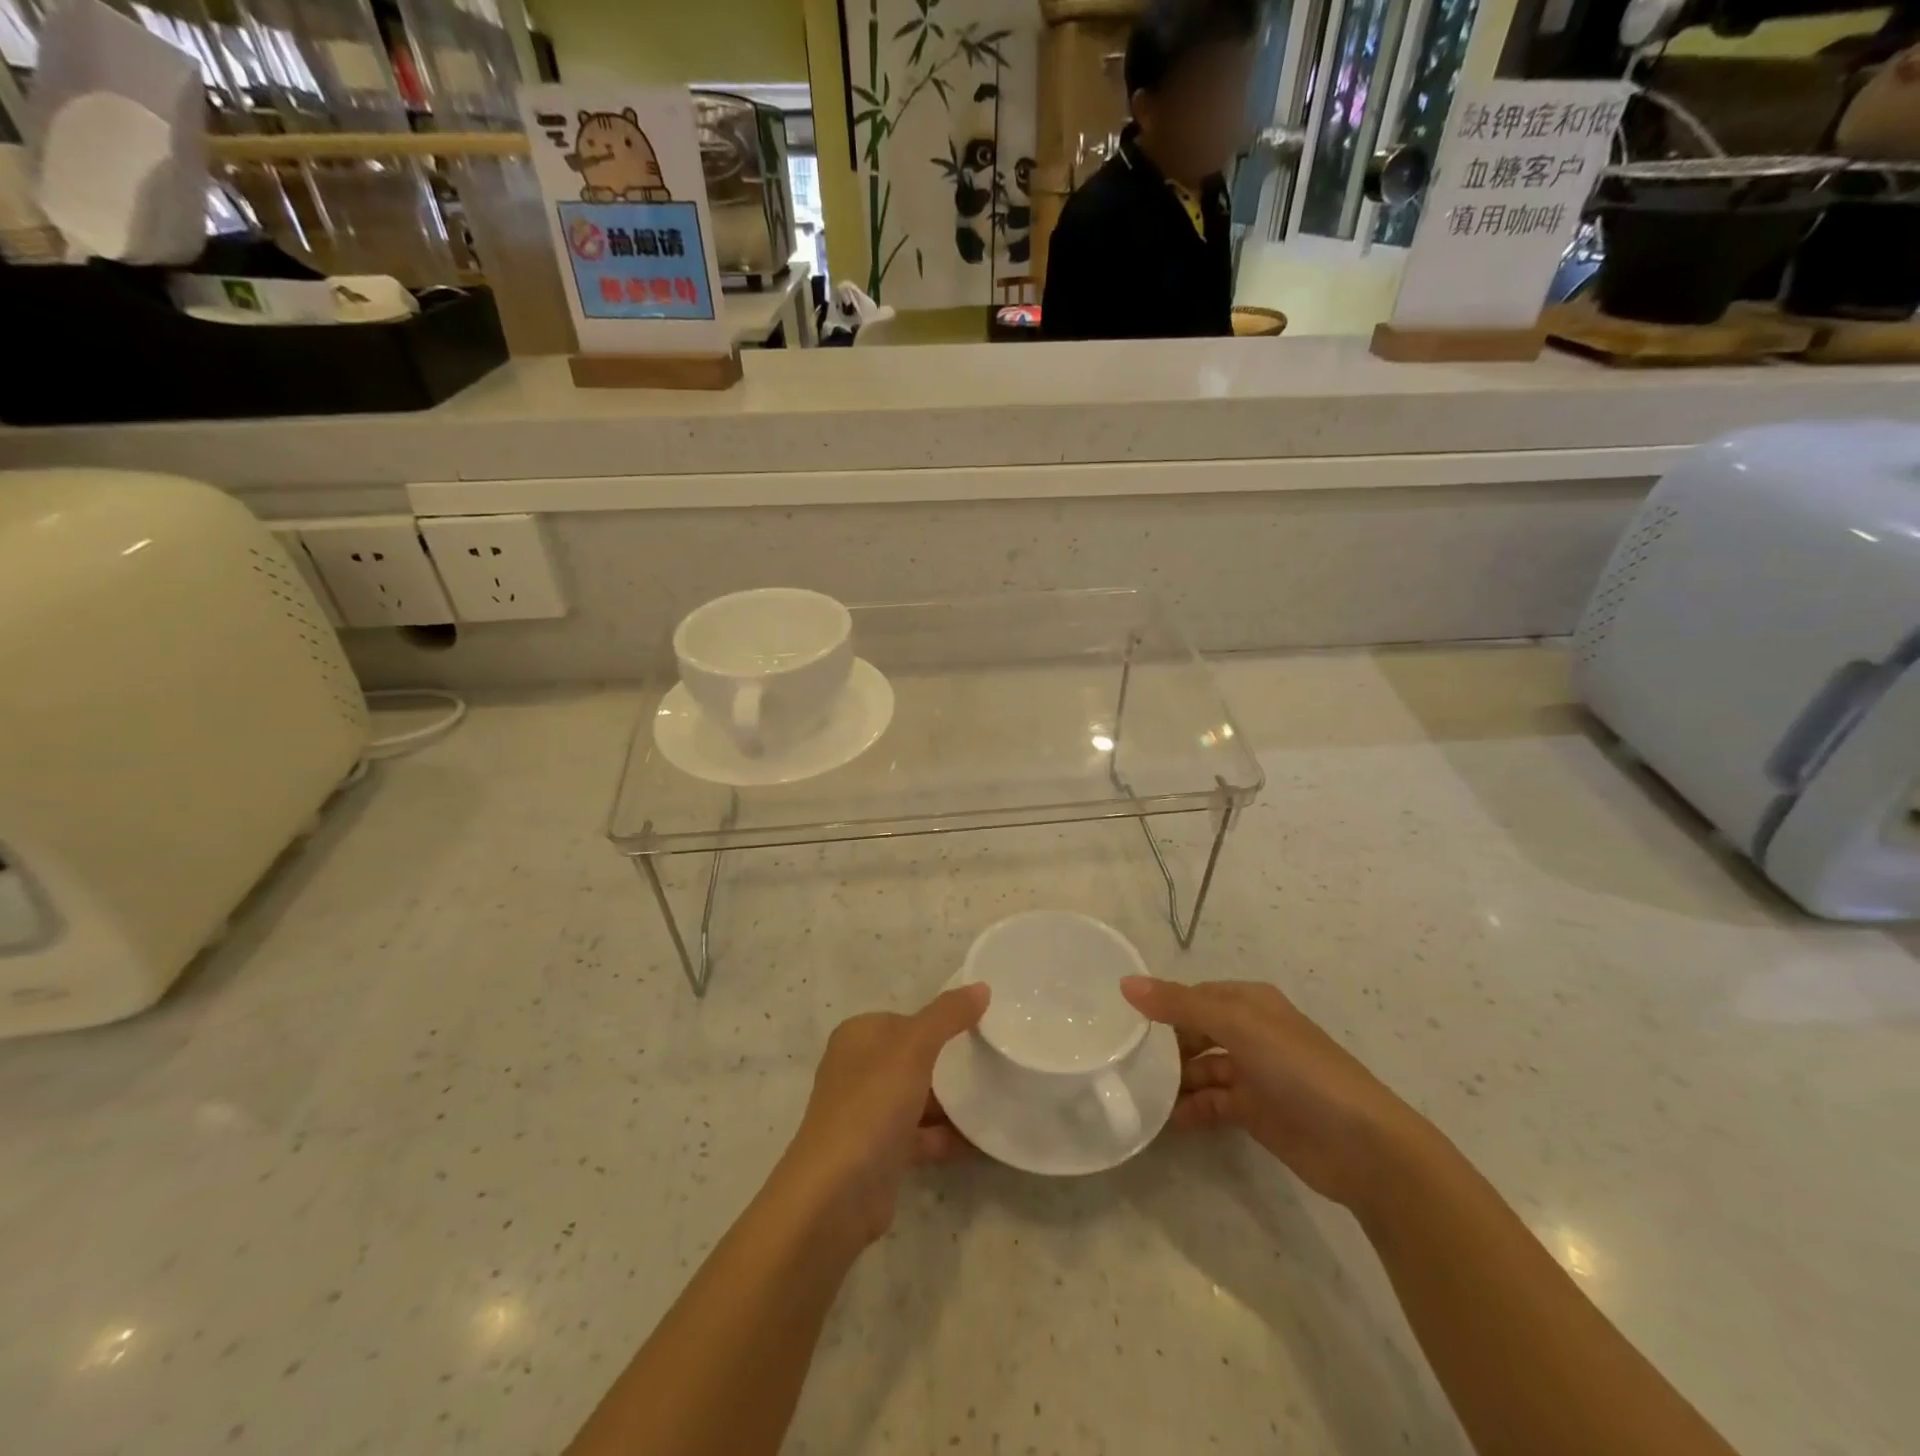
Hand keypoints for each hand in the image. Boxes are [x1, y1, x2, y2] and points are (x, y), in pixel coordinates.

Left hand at [782, 984, 988, 1244]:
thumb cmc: (871, 1105)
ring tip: (998, 1098)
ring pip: (919, 1098)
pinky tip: (983, 1141)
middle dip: (949, 1064)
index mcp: (858, 1037)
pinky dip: (948, 1136)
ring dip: (953, 1102)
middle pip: (913, 1058)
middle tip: (994, 1063)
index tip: (980, 1030)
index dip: (940, 1022)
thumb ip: (948, 1015)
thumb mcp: (914, 1047)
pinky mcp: (880, 1152)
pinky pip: (921, 1135)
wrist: (836, 1195)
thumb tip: (981, 987)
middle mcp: (858, 1070)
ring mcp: (867, 1113)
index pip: (906, 1019)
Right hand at [1121, 977, 1427, 1210]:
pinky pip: (1212, 1104)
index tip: (1123, 1022)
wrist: (1364, 1147)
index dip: (1162, 1005)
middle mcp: (1250, 1033)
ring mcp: (1254, 1074)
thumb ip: (1180, 1005)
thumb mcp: (1238, 1026)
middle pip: (1194, 1032)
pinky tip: (1167, 1121)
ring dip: (1174, 1081)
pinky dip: (1191, 1109)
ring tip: (1138, 1094)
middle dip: (1164, 1046)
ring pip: (1201, 1069)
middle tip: (1124, 1061)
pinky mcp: (1256, 1112)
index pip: (1194, 996)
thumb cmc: (1300, 1070)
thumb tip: (1125, 983)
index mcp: (1250, 1003)